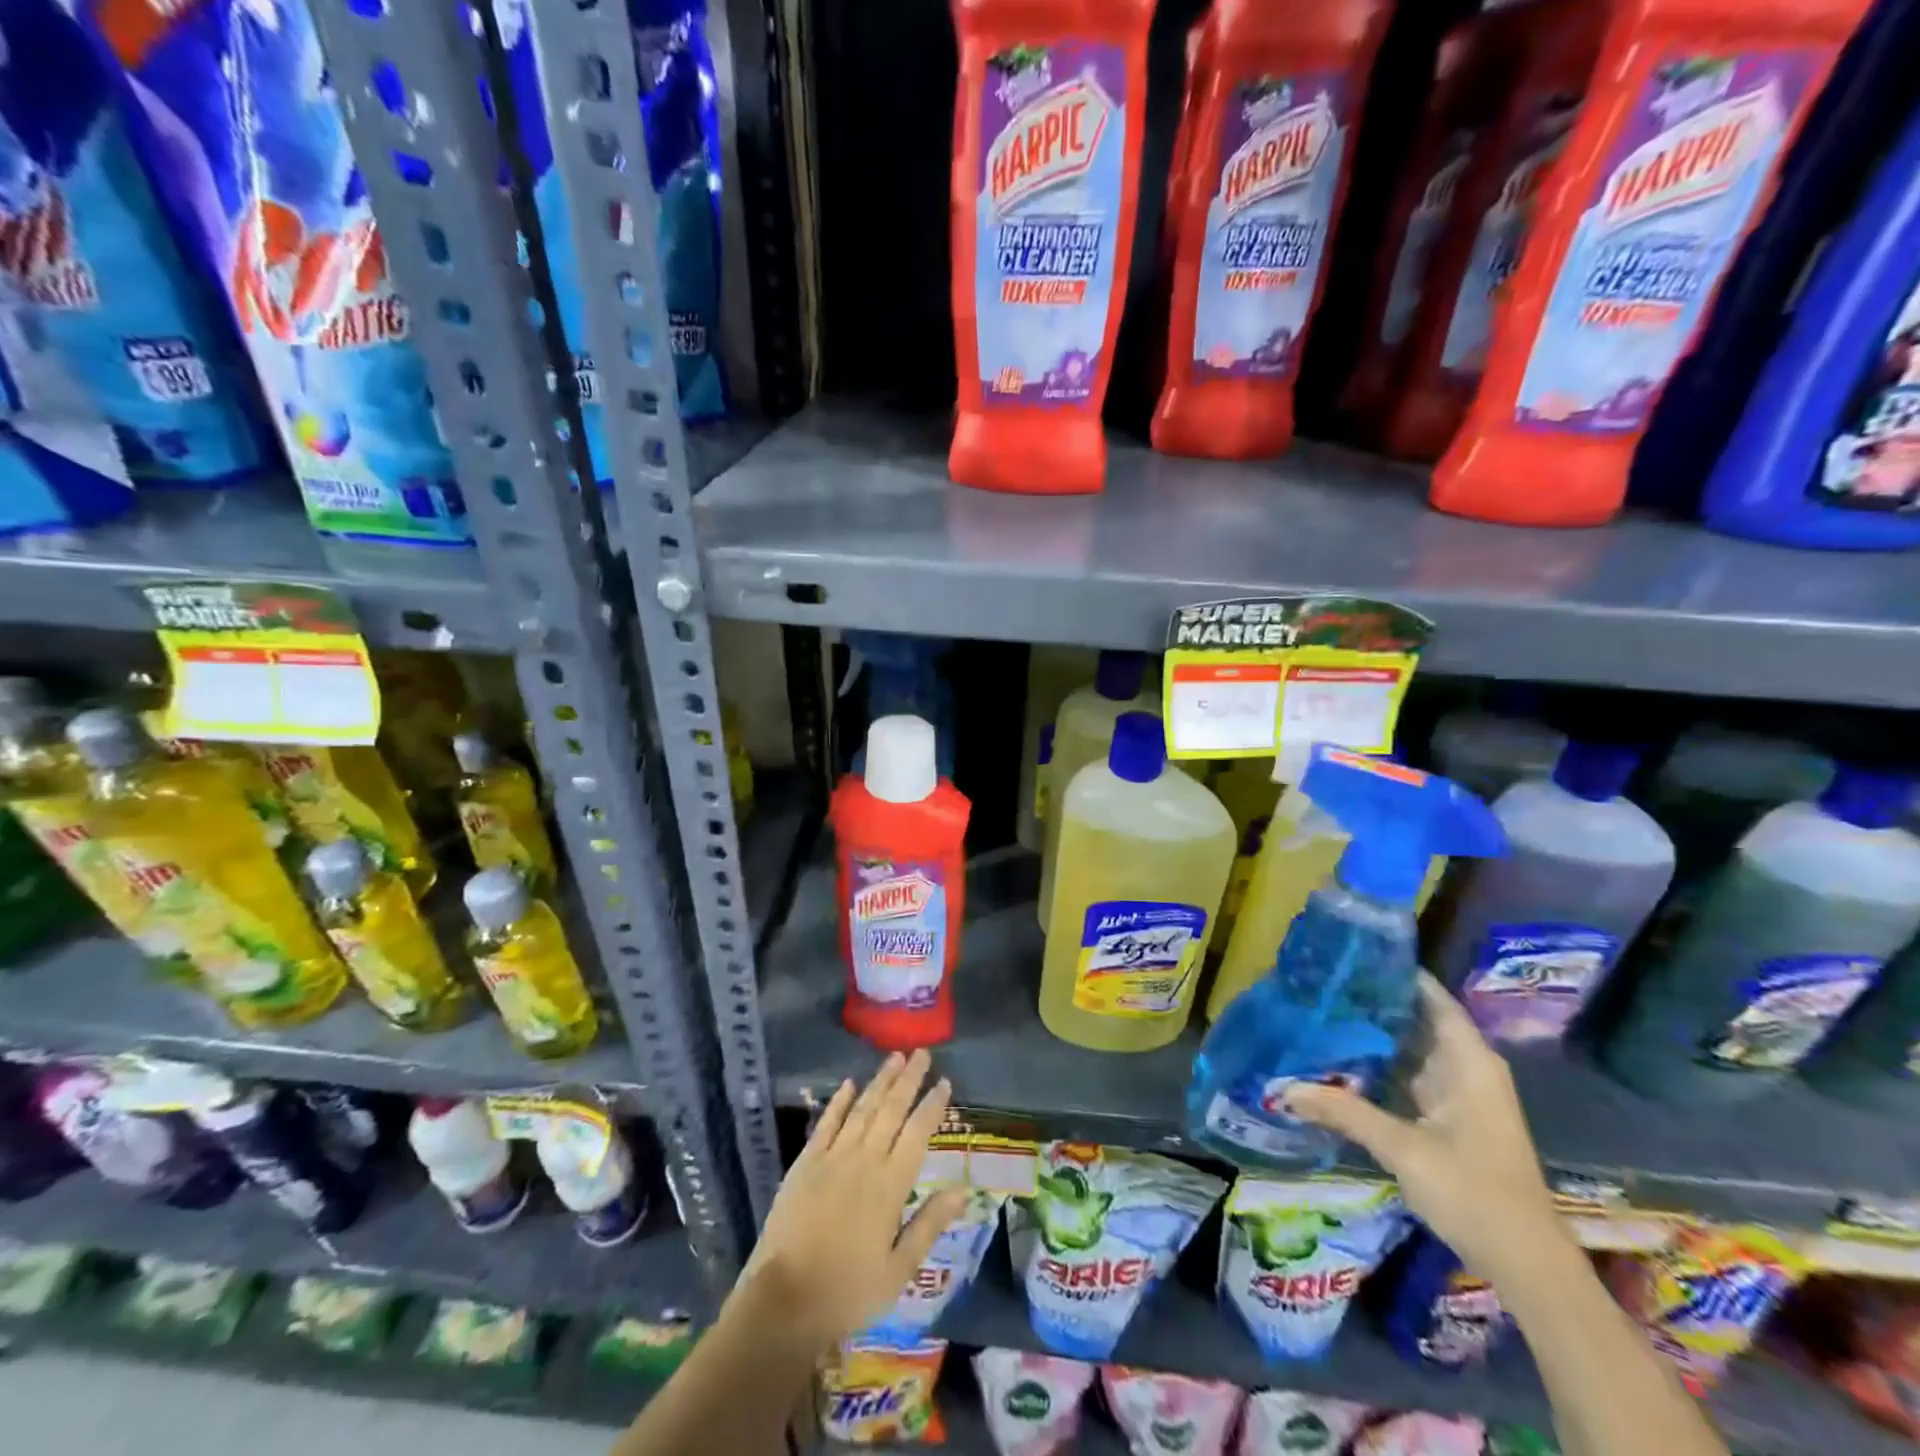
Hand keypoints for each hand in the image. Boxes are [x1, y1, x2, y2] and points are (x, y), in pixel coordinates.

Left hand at [738, 1050, 967, 1351]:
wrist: (784, 1302)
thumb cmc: (848, 1291)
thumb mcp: (899, 1270)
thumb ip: (930, 1224)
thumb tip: (963, 1190)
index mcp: (891, 1185)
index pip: (918, 1133)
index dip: (932, 1105)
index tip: (945, 1082)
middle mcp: (864, 1160)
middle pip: (891, 1110)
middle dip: (909, 1079)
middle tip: (922, 1052)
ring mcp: (832, 1157)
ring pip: (862, 1108)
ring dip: (880, 1081)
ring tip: (894, 1058)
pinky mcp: (805, 1163)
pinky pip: (826, 1123)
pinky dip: (839, 1102)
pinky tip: (848, 1084)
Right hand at [1281, 972, 1566, 1281]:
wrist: (1526, 1264)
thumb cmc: (1473, 1192)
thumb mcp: (1403, 1148)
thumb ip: (1344, 1111)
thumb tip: (1282, 1088)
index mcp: (1467, 1060)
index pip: (1430, 996)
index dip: (1394, 972)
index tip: (1348, 954)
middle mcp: (1465, 1066)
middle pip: (1415, 1018)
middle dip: (1371, 1001)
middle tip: (1318, 981)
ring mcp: (1458, 1092)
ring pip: (1410, 1048)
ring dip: (1372, 1034)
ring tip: (1319, 1011)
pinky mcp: (1448, 1116)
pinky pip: (1408, 1074)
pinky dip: (1378, 1064)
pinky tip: (1340, 1059)